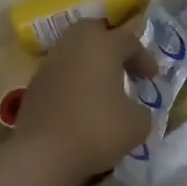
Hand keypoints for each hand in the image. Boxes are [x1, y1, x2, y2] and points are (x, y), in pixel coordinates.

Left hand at [14, 19, 157, 185]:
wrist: (43, 153)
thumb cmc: (97, 130)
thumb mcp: (137, 124)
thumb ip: (143, 111)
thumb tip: (136, 111)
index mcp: (102, 45)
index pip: (129, 41)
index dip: (144, 58)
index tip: (152, 78)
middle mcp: (73, 46)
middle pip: (93, 31)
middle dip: (110, 45)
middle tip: (123, 67)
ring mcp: (49, 64)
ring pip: (73, 51)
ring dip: (90, 64)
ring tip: (103, 88)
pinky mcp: (34, 85)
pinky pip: (60, 73)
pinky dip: (74, 81)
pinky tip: (82, 104)